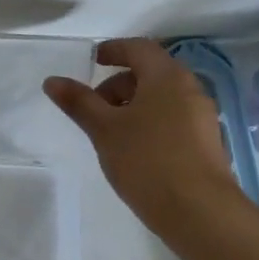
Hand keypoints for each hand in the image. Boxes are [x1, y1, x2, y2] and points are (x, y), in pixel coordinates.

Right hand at [44, 38, 241, 231]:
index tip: (93, 60)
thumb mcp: (104, 129)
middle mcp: (190, 89)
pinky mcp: (206, 143)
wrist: (199, 211)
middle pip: (151, 73)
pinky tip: (134, 150)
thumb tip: (52, 81)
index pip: (139, 48)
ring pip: (162, 98)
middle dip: (119, 84)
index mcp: (167, 77)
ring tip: (110, 133)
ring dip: (134, 105)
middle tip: (94, 107)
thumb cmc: (146, 160)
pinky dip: (150, 122)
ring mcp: (202, 117)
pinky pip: (173, 119)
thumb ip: (78, 102)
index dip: (114, 50)